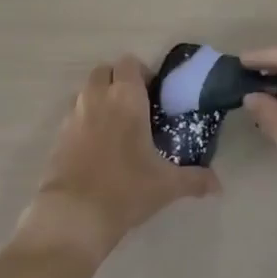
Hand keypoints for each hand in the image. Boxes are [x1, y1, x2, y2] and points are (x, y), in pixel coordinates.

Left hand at [18, 56, 217, 263]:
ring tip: (115, 126)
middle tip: (134, 106)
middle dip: (118, 81)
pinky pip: (73, 114)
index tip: (153, 94)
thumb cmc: (126, 189)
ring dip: (99, 98)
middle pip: (105, 71)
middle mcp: (98, 97)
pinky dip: (84, 120)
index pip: (130, 63)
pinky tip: (96, 147)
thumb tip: (218, 185)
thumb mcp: (166, 185)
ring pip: (87, 90)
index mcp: (126, 97)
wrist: (74, 214)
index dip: (141, 73)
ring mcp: (74, 113)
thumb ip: (195, 179)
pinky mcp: (58, 134)